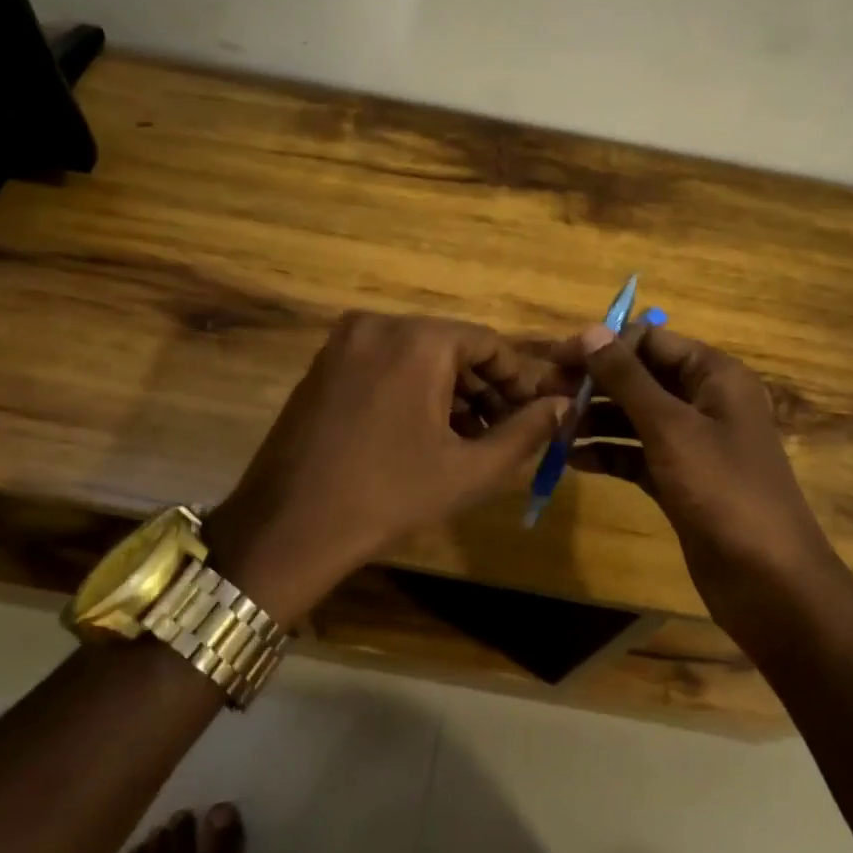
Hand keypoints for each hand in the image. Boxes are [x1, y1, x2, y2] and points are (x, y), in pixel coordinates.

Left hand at [202, 312, 568, 622]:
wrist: (288, 528)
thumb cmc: (389, 495)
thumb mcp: (470, 469)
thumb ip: (526, 432)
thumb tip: (564, 405)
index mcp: (418, 339)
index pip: (488, 343)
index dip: (518, 379)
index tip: (537, 413)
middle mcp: (380, 324)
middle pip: (451, 346)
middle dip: (484, 387)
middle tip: (506, 429)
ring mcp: (345, 342)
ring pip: (417, 355)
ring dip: (450, 390)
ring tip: (471, 437)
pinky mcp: (324, 364)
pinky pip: (385, 363)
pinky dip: (413, 388)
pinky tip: (426, 431)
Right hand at [561, 324, 835, 619]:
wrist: (770, 583)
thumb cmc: (723, 491)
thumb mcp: (670, 427)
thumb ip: (627, 378)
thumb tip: (591, 331)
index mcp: (714, 375)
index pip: (651, 340)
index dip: (604, 345)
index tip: (557, 358)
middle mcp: (705, 401)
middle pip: (640, 377)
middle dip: (594, 383)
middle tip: (545, 393)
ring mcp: (693, 443)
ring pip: (634, 417)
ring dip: (595, 419)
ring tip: (553, 428)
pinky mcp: (681, 480)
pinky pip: (637, 454)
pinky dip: (608, 454)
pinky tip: (573, 461)